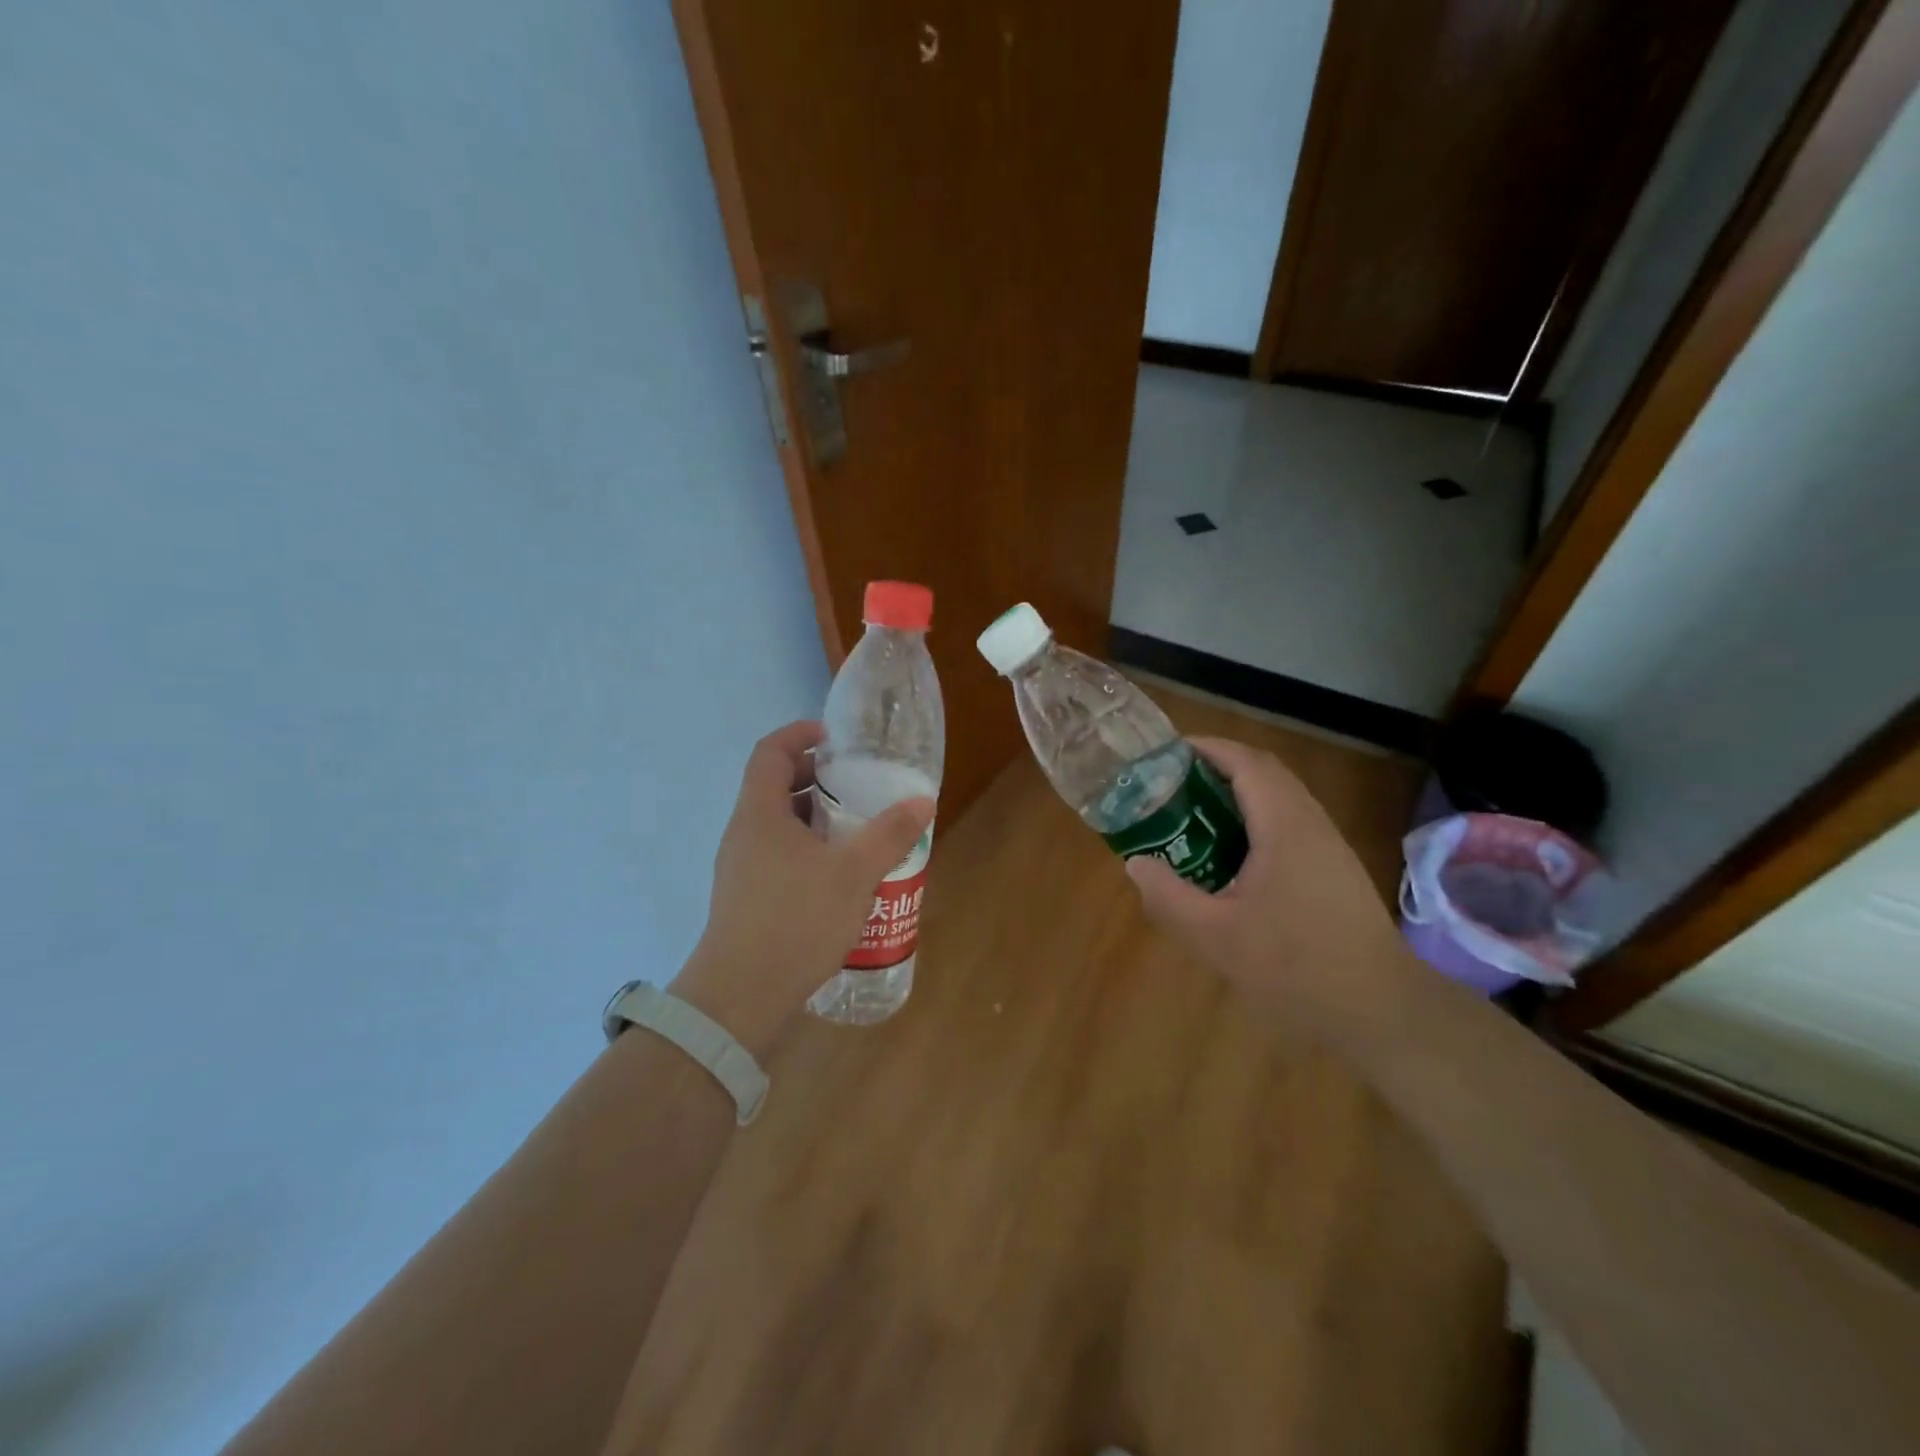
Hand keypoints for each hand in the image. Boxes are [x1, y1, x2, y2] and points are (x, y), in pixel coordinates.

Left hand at [671, 721, 934, 1054]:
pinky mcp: (747, 898)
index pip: (770, 751)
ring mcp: (741, 868)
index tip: (835, 737)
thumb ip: (890, 834)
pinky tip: (839, 874)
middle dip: (815, 777)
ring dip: (814, 816)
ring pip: (778, 824)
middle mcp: (743, 833)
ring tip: (856, 827)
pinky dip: (808, 848)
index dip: (800, 734)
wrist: (740, 996)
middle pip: (774, 786)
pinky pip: (778, 855)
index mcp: (759, 813)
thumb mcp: (854, 873)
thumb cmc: (795, 920)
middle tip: (857, 783)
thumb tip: (923, 800)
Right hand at [1125, 737, 1417, 1043]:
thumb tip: (1136, 863)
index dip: (1207, 748)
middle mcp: (1311, 823)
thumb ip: (1168, 896)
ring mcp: (1329, 845)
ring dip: (1237, 792)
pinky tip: (1231, 854)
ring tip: (1193, 812)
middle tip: (1171, 782)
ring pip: (1280, 797)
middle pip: (1264, 772)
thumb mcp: (1215, 936)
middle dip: (1217, 767)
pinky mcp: (1335, 868)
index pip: (1247, 763)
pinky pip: (1290, 822)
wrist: (1380, 1010)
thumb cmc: (1295, 968)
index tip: (1167, 752)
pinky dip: (1255, 818)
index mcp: (1284, 827)